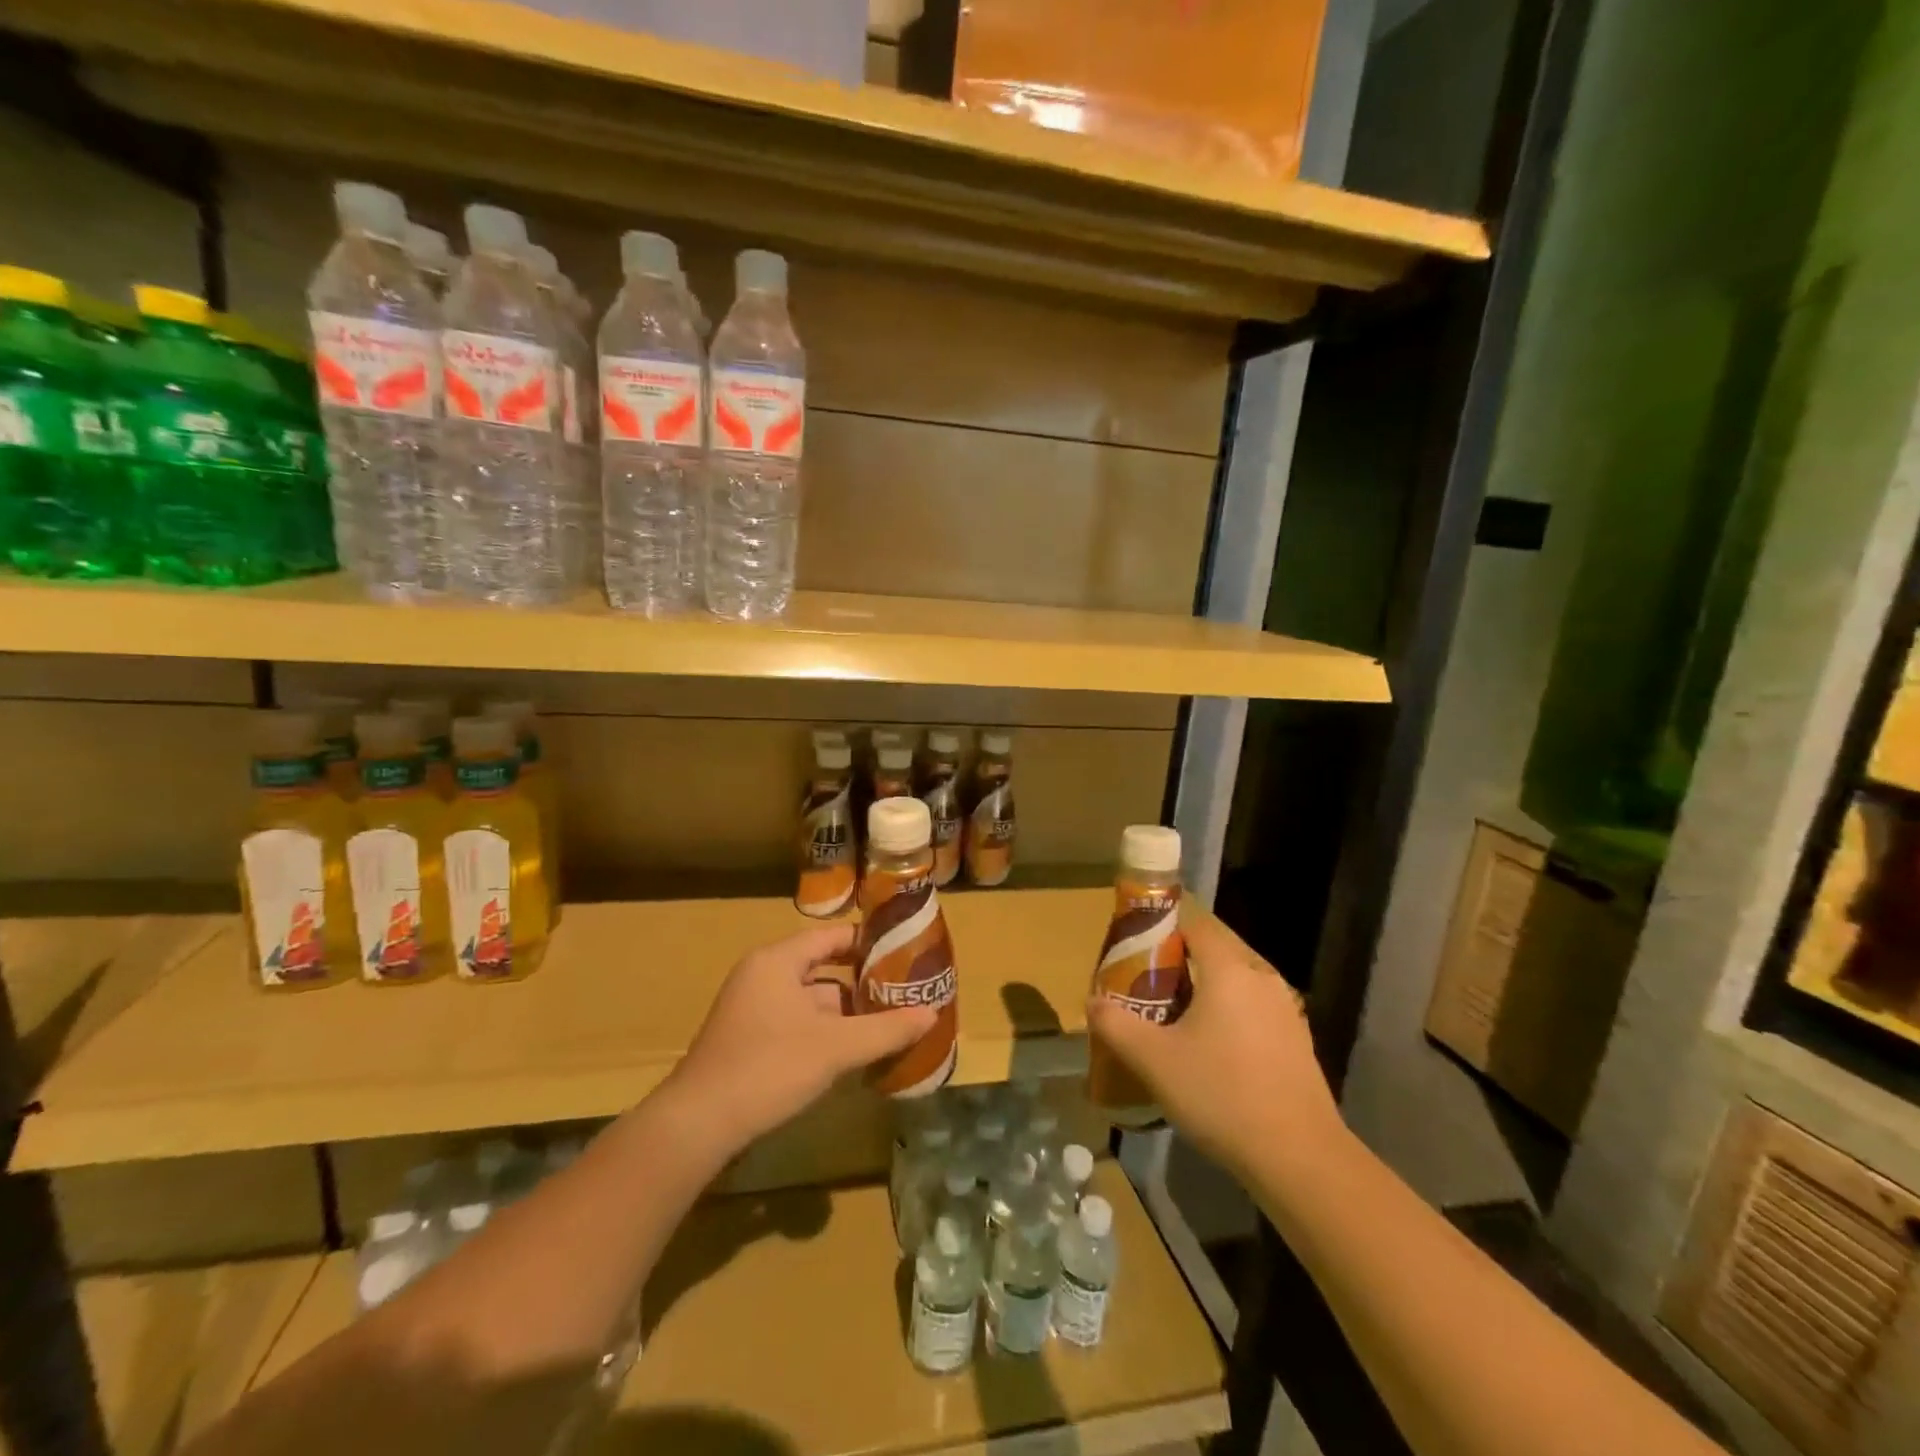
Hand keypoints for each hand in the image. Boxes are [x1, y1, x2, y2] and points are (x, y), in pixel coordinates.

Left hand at [667, 922, 936, 1149]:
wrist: (698, 1125)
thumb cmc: (768, 1068)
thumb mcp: (835, 1048)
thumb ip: (886, 1029)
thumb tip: (932, 1015)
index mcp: (777, 961)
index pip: (832, 937)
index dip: (869, 942)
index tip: (905, 952)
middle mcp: (763, 976)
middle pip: (824, 969)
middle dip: (864, 984)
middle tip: (904, 993)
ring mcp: (753, 1010)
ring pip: (811, 1001)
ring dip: (846, 1013)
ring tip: (888, 1024)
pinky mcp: (749, 1040)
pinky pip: (797, 1023)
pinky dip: (825, 1033)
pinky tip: (853, 1053)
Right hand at [1086, 913, 1346, 1177]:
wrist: (1300, 1158)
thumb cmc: (1221, 1094)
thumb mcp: (1153, 1061)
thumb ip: (1115, 1025)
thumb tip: (1092, 1002)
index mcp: (1229, 969)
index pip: (1194, 923)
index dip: (1162, 927)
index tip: (1134, 947)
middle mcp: (1261, 978)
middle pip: (1215, 950)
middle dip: (1179, 960)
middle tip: (1146, 984)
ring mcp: (1286, 1010)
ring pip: (1236, 982)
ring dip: (1205, 989)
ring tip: (1173, 1017)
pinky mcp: (1298, 1041)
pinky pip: (1254, 1009)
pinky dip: (1229, 1014)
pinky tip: (1212, 1050)